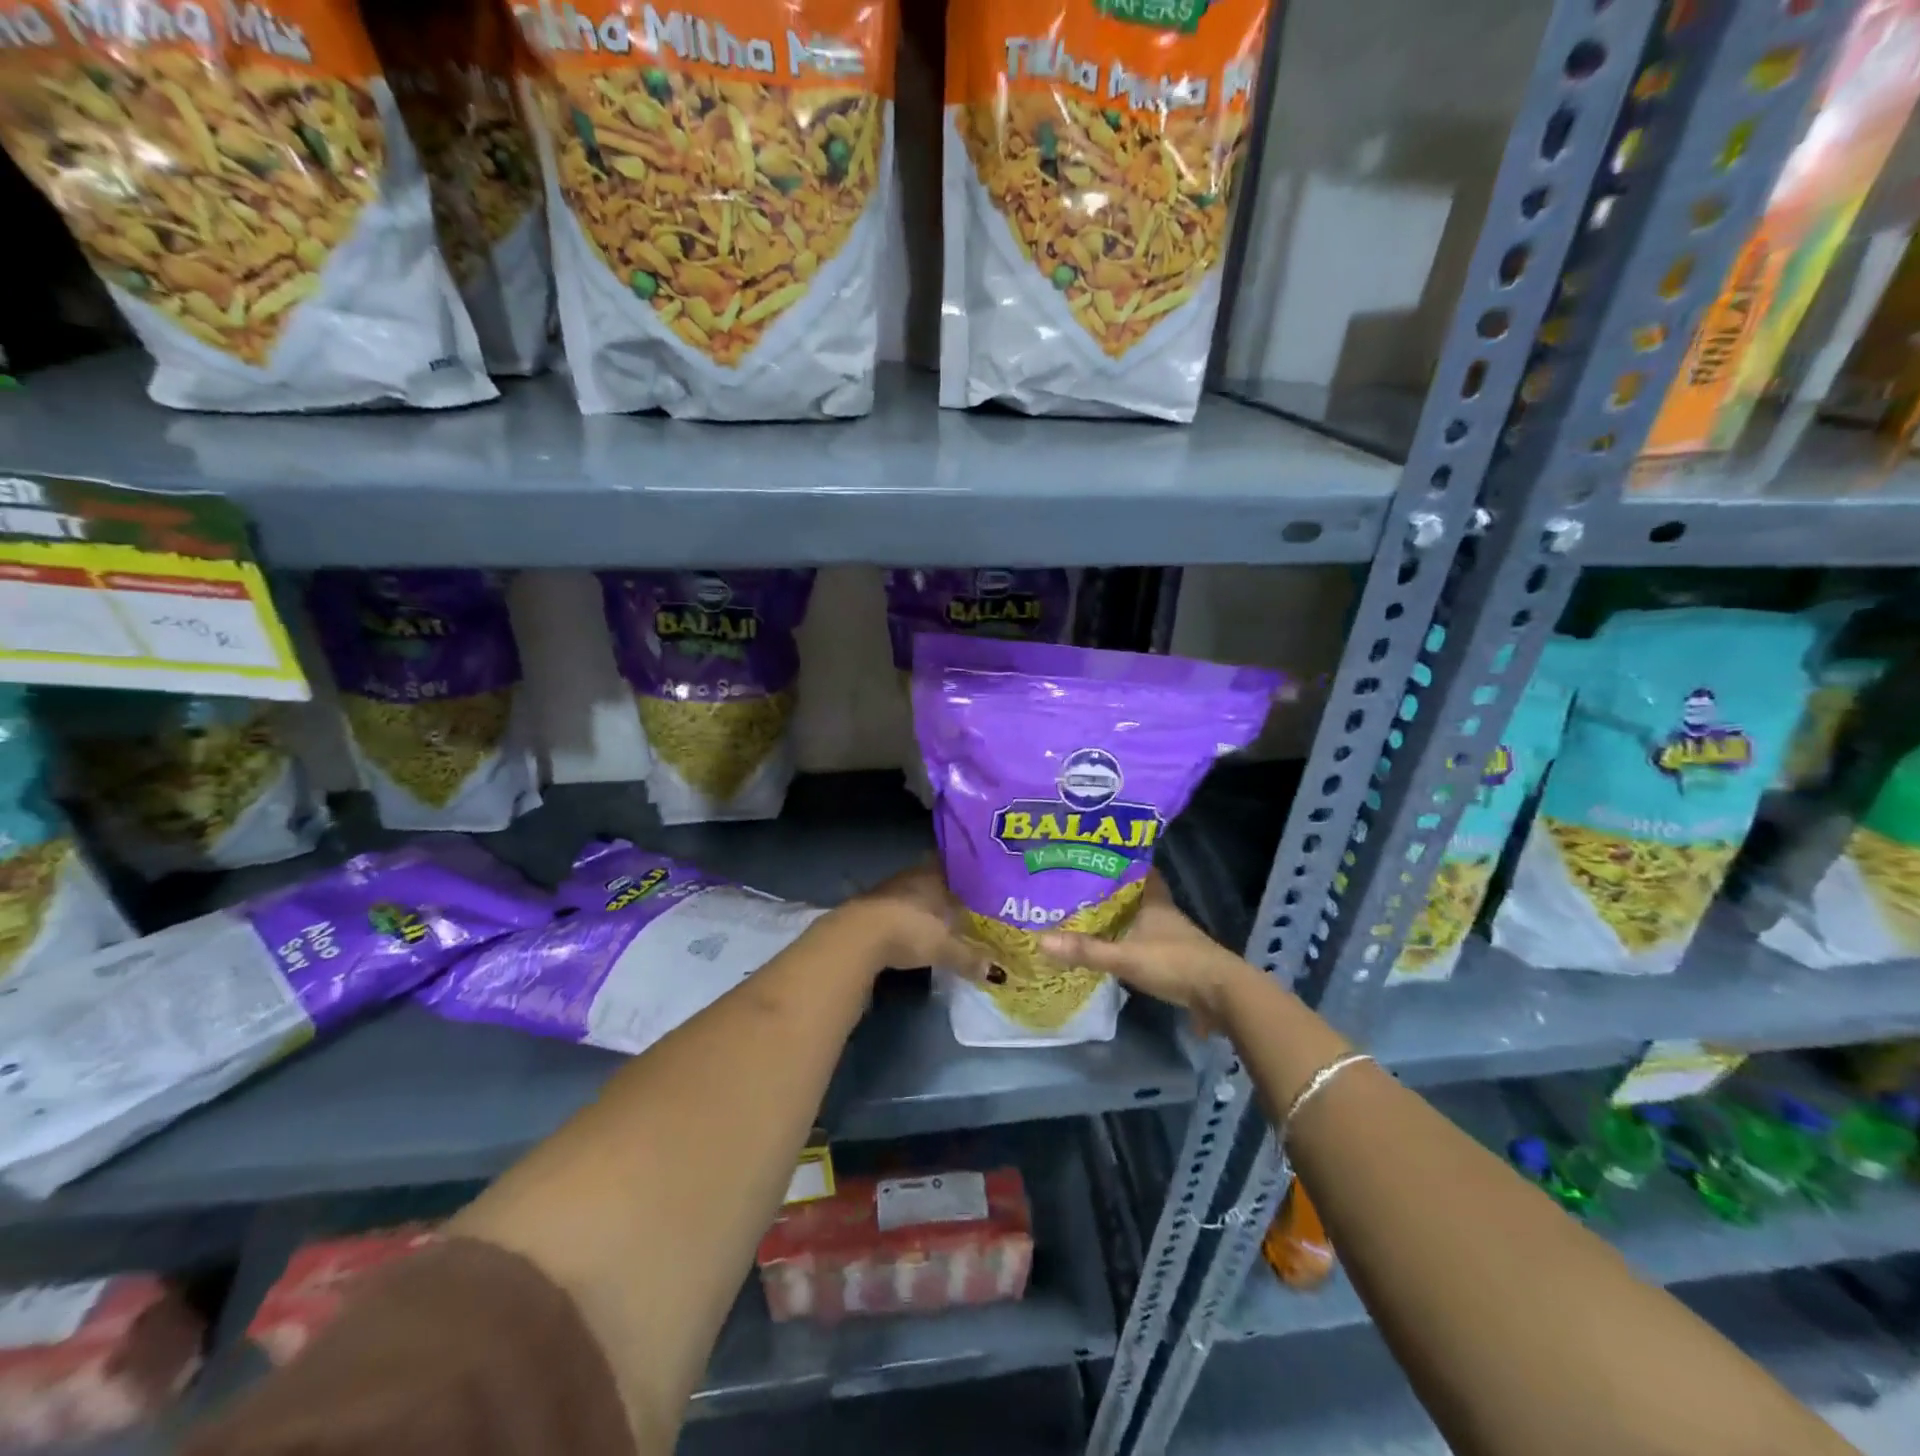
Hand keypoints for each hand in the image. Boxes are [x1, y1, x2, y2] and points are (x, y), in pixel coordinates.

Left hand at [837, 862, 993, 979]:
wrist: (857, 936)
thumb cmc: (910, 931)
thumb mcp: (945, 949)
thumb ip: (969, 958)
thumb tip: (996, 972)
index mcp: (932, 877)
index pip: (952, 867)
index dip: (963, 875)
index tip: (975, 883)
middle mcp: (910, 877)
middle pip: (931, 880)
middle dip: (943, 892)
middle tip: (960, 905)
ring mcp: (886, 890)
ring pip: (911, 893)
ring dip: (921, 905)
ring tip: (937, 919)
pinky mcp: (867, 908)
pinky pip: (894, 908)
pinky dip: (903, 918)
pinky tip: (909, 930)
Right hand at [1039, 871, 1248, 1032]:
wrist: (1222, 996)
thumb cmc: (1176, 963)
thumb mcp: (1126, 957)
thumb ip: (1086, 950)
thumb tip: (1041, 940)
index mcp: (1155, 902)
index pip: (1140, 870)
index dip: (1122, 861)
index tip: (1096, 855)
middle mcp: (1164, 915)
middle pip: (1137, 896)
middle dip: (1113, 892)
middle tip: (1080, 887)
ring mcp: (1173, 939)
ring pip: (1141, 920)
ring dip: (1121, 919)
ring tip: (1088, 916)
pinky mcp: (1176, 962)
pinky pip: (1145, 944)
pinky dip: (1129, 943)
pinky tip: (1111, 949)